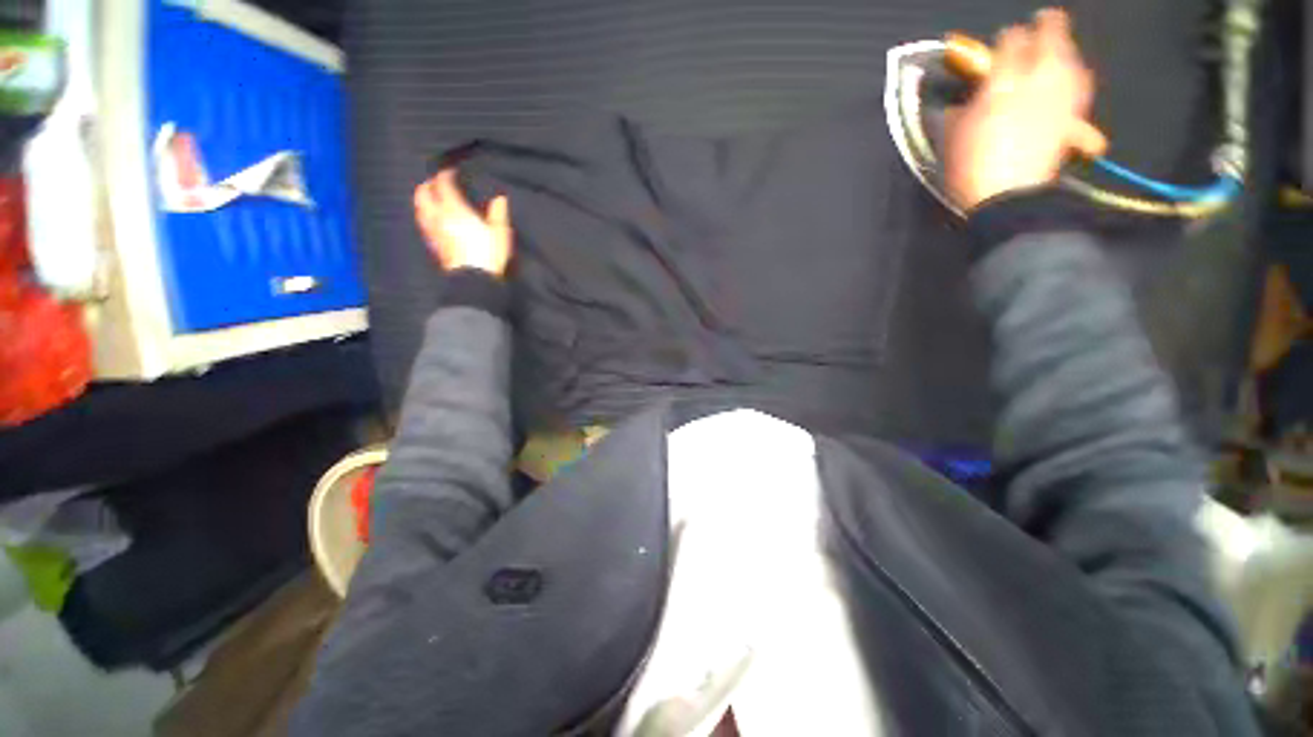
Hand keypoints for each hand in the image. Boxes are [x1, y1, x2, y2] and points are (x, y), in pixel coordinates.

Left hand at [414, 169, 512, 276]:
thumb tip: (499, 198)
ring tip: (431, 198)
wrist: (474, 279)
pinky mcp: (434, 244)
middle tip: (437, 182)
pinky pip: (424, 222)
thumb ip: (498, 213)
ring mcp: (433, 231)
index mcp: (455, 209)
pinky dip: (425, 214)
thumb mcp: (500, 232)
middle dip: (429, 184)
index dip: (446, 174)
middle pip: (423, 193)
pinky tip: (433, 218)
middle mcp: (439, 216)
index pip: (443, 184)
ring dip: (423, 199)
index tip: (452, 171)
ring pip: (420, 208)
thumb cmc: (489, 254)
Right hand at [945, 9, 1095, 210]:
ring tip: (1060, 46)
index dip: (1007, 38)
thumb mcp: (954, 137)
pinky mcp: (1074, 117)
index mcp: (1002, 83)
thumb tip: (968, 98)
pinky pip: (1080, 84)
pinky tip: (1073, 75)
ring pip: (1072, 58)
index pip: (1010, 42)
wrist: (1006, 200)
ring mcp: (1060, 98)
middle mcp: (1038, 81)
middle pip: (1051, 39)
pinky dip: (1076, 75)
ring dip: (1066, 48)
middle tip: (1044, 20)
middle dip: (1047, 27)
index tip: (1003, 40)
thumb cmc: (970, 168)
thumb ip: (962, 109)